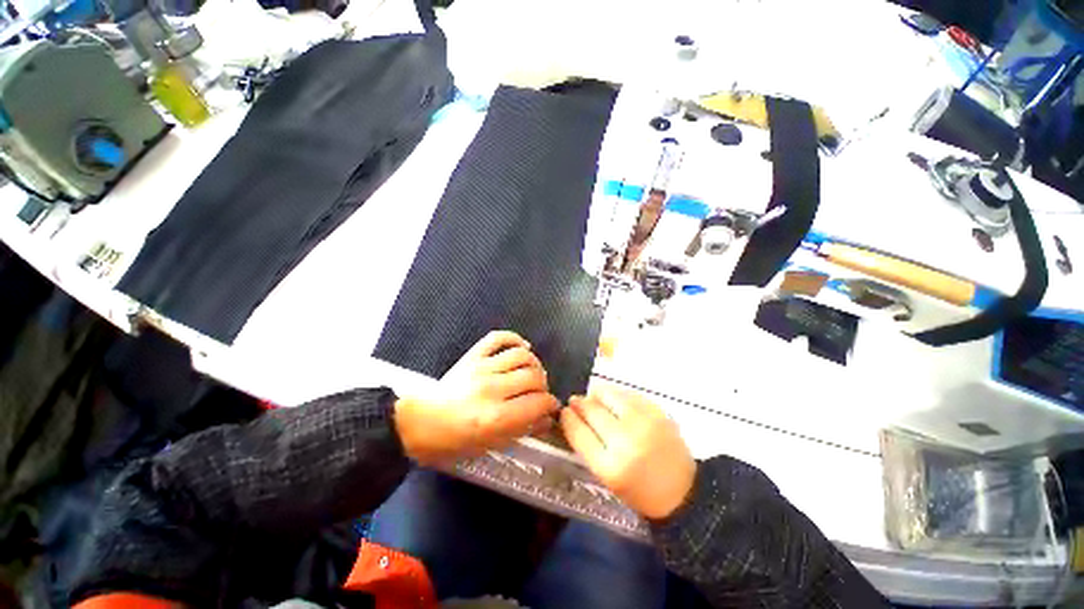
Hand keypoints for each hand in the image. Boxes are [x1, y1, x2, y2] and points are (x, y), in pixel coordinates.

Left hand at [395, 331, 559, 464]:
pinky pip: (498, 338)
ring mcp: (482, 368)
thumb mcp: (490, 445)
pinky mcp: (473, 355)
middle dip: (544, 386)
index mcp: (496, 417)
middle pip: (534, 377)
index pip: (538, 403)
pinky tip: (522, 347)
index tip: (551, 407)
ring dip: (534, 364)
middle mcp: (492, 389)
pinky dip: (515, 339)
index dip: (551, 405)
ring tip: (532, 373)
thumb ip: (522, 429)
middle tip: (540, 393)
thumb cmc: (453, 441)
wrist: (418, 422)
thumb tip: (546, 418)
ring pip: (522, 355)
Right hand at [561, 384, 695, 519]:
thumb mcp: (607, 477)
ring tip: (595, 399)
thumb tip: (574, 416)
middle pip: (591, 410)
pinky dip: (617, 396)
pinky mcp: (657, 412)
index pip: (578, 431)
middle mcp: (625, 441)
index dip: (567, 417)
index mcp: (609, 466)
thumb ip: (588, 446)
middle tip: (575, 402)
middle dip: (579, 403)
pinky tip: (616, 402)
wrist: (683, 492)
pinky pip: (627, 394)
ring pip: (608, 395)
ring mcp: (643, 423)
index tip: (564, 411)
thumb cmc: (639, 491)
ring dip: (596, 395)